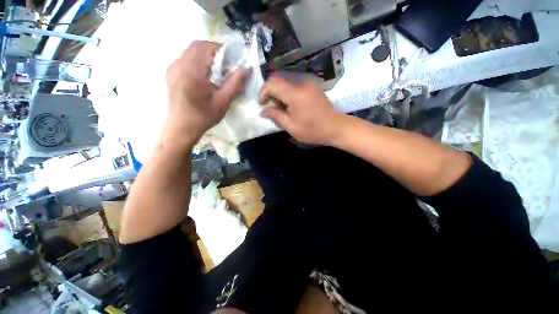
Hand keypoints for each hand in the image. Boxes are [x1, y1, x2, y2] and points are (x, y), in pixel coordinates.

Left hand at [164, 40, 249, 144]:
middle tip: (226, 65)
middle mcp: (179, 64)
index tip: (233, 61)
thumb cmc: (204, 116)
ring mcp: (172, 68)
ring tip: (217, 71)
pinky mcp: (171, 73)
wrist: (181, 127)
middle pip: (197, 46)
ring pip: (190, 51)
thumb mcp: (223, 102)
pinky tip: (204, 75)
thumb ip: (235, 84)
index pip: (207, 47)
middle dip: (214, 51)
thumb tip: (247, 69)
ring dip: (206, 56)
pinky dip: (197, 61)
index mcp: (192, 71)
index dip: (222, 50)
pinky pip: (185, 59)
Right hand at [259, 74, 345, 145]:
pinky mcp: (313, 88)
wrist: (336, 127)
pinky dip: (288, 95)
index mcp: (295, 94)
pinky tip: (291, 107)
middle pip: (279, 81)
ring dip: (280, 95)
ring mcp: (308, 84)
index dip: (263, 92)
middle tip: (271, 108)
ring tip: (281, 110)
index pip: (272, 83)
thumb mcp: (292, 127)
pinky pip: (295, 87)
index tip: (262, 104)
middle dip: (271, 94)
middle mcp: (301, 84)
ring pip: (287, 84)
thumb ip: (276, 116)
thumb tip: (263, 110)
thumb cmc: (313, 130)